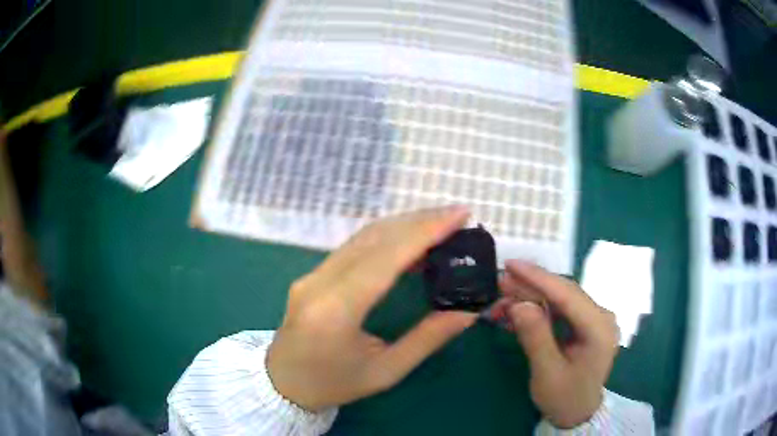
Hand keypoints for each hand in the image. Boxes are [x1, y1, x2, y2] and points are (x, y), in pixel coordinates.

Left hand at [267, 207, 477, 411]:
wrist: (282, 384)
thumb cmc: (333, 385)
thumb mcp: (385, 372)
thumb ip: (427, 340)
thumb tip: (468, 312)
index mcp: (336, 310)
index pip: (386, 257)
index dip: (425, 231)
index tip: (459, 215)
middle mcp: (319, 282)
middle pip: (374, 237)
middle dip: (419, 221)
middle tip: (457, 215)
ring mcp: (312, 274)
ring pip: (362, 236)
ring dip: (403, 225)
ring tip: (440, 224)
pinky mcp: (312, 274)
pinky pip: (353, 247)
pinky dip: (385, 237)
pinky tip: (408, 242)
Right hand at [501, 260, 618, 428]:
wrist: (578, 413)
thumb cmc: (564, 398)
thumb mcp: (546, 373)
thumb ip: (536, 338)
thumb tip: (518, 304)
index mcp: (599, 329)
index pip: (568, 295)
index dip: (538, 278)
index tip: (511, 265)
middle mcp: (602, 317)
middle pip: (565, 293)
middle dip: (532, 285)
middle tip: (501, 280)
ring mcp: (596, 319)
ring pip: (562, 298)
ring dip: (533, 295)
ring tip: (506, 292)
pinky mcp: (586, 324)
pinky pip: (562, 309)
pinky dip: (540, 307)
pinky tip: (521, 307)